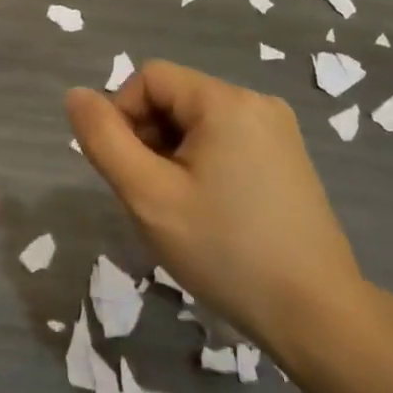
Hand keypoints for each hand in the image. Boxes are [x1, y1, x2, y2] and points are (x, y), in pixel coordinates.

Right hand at [65, 61, 373, 374]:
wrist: (317, 315)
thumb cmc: (225, 250)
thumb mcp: (148, 195)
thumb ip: (104, 139)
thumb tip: (76, 95)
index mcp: (226, 101)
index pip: (149, 78)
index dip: (123, 115)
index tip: (127, 171)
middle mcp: (257, 103)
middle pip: (174, 98)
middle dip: (148, 138)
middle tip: (152, 196)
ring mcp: (278, 131)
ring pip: (197, 123)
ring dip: (172, 155)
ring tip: (180, 209)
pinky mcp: (288, 160)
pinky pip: (226, 142)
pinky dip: (201, 166)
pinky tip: (209, 212)